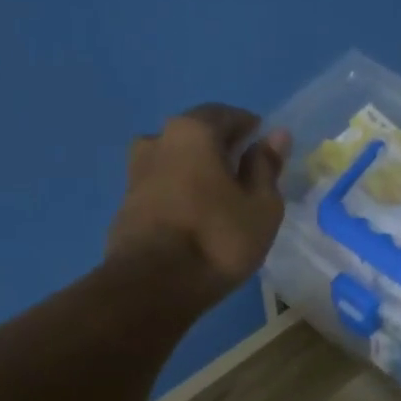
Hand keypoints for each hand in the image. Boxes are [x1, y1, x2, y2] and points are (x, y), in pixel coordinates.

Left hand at [107, 105, 289, 294]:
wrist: (152, 285)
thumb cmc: (218, 239)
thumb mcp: (261, 206)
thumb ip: (266, 168)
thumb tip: (275, 136)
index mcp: (193, 131)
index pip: (226, 114)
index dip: (249, 127)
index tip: (263, 146)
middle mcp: (158, 140)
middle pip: (196, 134)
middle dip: (220, 148)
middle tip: (244, 173)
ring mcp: (136, 172)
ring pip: (174, 161)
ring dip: (196, 171)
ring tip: (218, 197)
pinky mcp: (125, 205)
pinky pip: (161, 187)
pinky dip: (179, 193)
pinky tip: (194, 216)